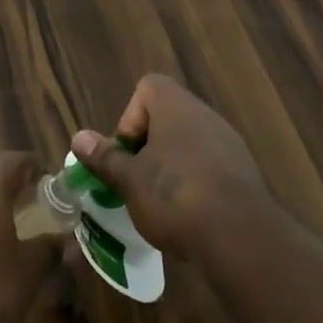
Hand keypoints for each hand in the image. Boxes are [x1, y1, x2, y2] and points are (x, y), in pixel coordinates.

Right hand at [70, 75, 269, 257]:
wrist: (240, 235)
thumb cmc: (175, 196)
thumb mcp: (130, 180)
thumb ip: (105, 157)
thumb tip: (79, 137)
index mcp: (177, 106)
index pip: (148, 87)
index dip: (130, 116)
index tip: (126, 152)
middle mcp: (205, 115)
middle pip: (167, 117)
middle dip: (147, 147)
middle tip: (136, 181)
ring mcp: (229, 143)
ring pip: (189, 144)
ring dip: (171, 167)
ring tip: (160, 203)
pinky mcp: (244, 173)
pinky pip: (210, 167)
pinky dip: (195, 183)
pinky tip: (189, 216)